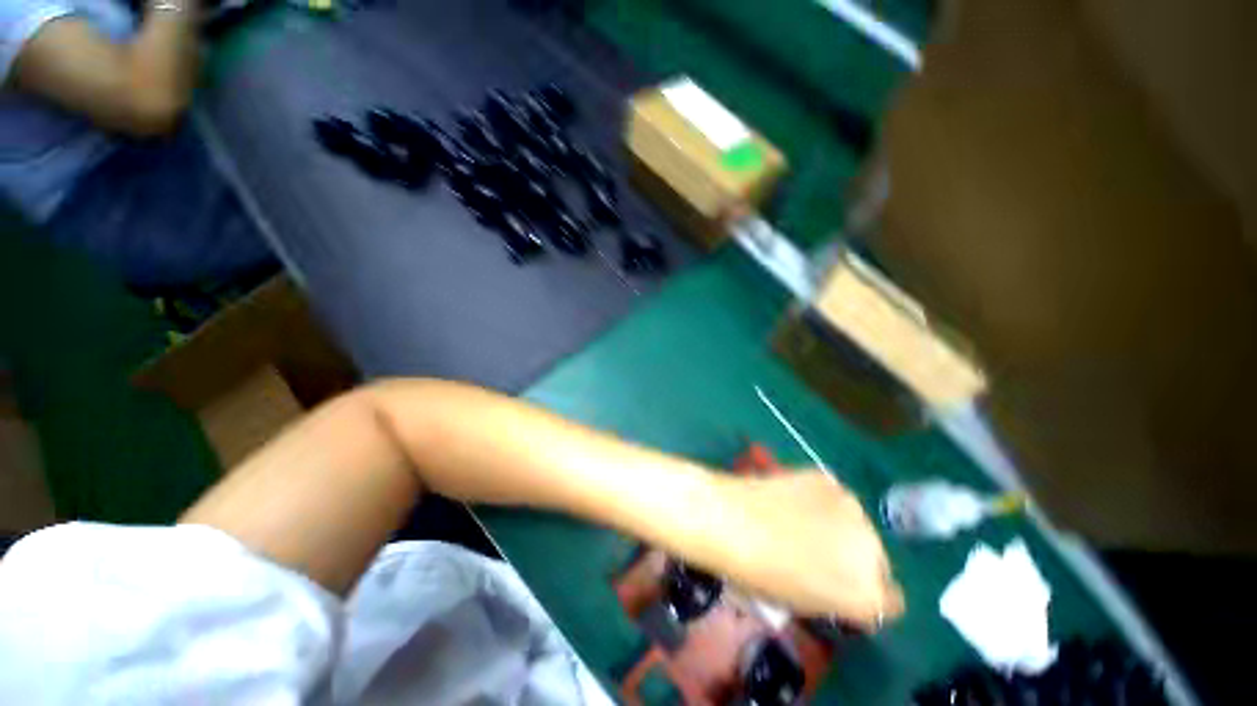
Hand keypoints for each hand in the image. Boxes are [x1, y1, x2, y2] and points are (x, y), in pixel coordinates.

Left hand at [706, 470, 904, 628]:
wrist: (729, 519)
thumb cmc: (756, 572)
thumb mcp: (800, 603)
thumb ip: (833, 597)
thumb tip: (836, 585)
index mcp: (866, 595)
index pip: (890, 603)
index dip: (865, 598)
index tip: (843, 591)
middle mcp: (871, 551)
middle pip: (877, 562)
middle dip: (855, 562)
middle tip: (820, 555)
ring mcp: (852, 509)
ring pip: (858, 526)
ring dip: (841, 529)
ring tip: (802, 522)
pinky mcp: (829, 480)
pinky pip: (835, 498)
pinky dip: (822, 502)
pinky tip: (793, 499)